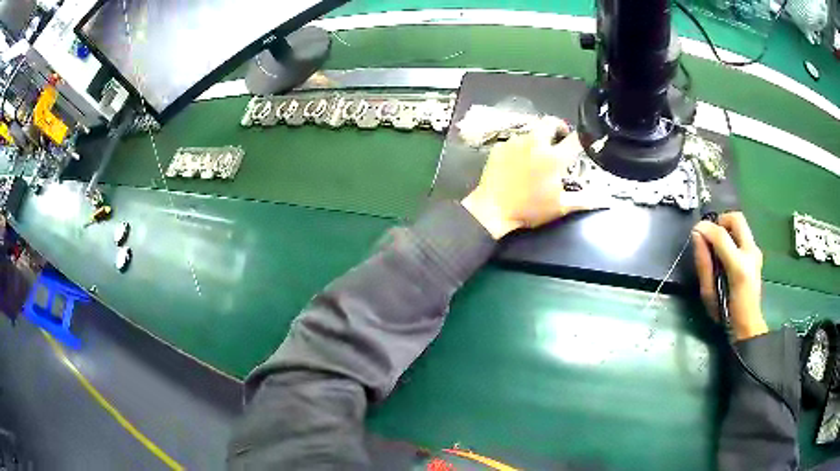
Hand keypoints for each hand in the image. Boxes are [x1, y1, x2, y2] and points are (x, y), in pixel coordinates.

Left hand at [461, 118, 592, 239]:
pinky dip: (521, 146)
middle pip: (550, 122)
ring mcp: (515, 143)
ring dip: (538, 137)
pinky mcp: (500, 147)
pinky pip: (514, 140)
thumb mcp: (560, 208)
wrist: (493, 211)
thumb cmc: (530, 211)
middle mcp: (535, 144)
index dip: (581, 138)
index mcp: (553, 158)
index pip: (574, 139)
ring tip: (538, 152)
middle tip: (560, 138)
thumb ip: (582, 201)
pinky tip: (519, 160)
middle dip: (558, 127)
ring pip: (531, 130)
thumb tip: (601, 200)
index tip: (581, 143)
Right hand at [692, 212, 767, 340]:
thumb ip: (703, 263)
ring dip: (727, 229)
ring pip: (741, 224)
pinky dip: (732, 237)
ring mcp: (756, 252)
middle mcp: (751, 253)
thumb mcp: (709, 293)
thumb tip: (697, 235)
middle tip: (711, 235)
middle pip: (737, 218)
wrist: (747, 325)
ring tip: (718, 246)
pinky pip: (743, 235)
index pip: (721, 235)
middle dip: (720, 221)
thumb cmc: (725, 313)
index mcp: (739, 267)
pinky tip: (727, 254)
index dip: (706, 228)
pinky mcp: (757, 253)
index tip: (695, 230)